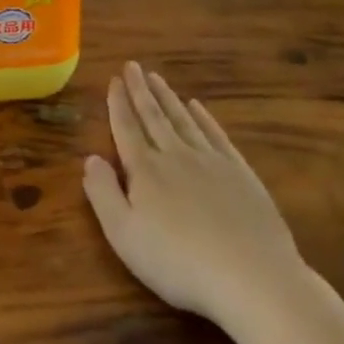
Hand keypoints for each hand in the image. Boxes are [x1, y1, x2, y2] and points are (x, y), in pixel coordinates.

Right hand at [84, 62, 306, 330]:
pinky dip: (204, 118)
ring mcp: (211, 162)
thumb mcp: (124, 235)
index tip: (113, 80)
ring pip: (183, 120)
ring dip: (168, 97)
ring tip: (156, 77)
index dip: (118, 104)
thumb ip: (103, 193)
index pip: (126, 128)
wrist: (252, 277)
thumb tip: (90, 158)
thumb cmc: (179, 262)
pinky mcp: (241, 174)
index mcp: (145, 170)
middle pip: (153, 117)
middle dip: (140, 90)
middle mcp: (175, 155)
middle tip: (132, 66)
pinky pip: (216, 135)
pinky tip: (197, 106)